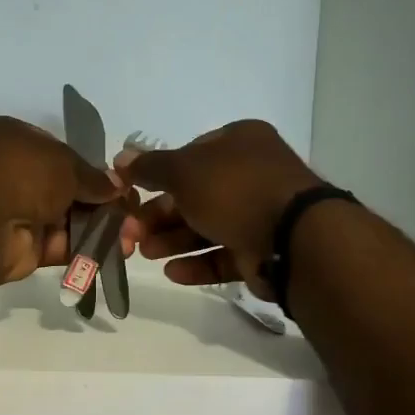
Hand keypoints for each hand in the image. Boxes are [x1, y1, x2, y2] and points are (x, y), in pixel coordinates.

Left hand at [0, 117, 123, 285]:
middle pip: (67, 190)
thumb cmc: (20, 173)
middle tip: (134, 216)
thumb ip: (92, 176)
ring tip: (132, 237)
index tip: (121, 186)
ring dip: (100, 228)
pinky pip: (60, 246)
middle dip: (102, 204)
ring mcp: (17, 213)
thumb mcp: (65, 164)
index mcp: (16, 141)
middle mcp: (15, 175)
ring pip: (67, 221)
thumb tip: (116, 186)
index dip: (93, 171)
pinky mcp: (22, 249)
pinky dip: (86, 249)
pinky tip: (116, 251)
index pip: (62, 155)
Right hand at [115, 120, 323, 297]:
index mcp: (239, 143)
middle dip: (160, 216)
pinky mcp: (263, 251)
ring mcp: (260, 214)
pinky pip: (223, 255)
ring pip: (207, 227)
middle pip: (195, 195)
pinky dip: (197, 263)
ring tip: (147, 254)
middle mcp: (252, 174)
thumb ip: (151, 166)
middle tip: (132, 234)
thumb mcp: (184, 171)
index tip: (134, 195)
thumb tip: (121, 158)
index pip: (190, 155)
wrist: (292, 239)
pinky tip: (173, 272)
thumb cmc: (235, 190)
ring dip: (173, 240)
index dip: (160, 175)